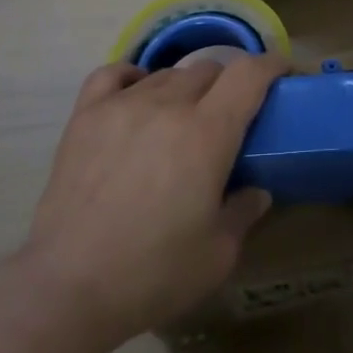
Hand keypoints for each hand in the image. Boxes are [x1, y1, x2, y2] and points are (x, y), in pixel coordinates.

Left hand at [18, 55, 286, 348]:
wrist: (69, 287)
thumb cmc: (153, 273)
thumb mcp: (218, 254)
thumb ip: (244, 212)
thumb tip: (256, 191)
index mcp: (207, 133)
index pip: (248, 75)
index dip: (272, 65)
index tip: (284, 72)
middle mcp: (167, 105)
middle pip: (208, 70)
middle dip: (228, 85)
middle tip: (230, 117)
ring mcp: (121, 106)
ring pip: (166, 74)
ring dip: (185, 89)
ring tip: (182, 119)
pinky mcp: (85, 116)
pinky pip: (113, 74)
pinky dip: (133, 77)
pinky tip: (137, 95)